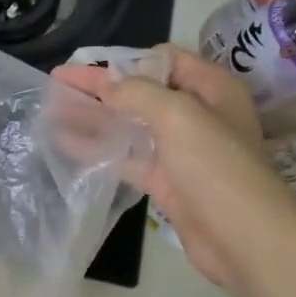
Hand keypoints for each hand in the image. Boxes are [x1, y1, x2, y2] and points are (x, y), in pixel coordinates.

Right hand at [54, 45, 281, 289]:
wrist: (241, 237)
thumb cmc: (215, 166)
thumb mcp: (178, 115)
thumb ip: (137, 93)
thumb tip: (106, 85)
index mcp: (211, 88)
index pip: (165, 60)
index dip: (127, 60)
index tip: (88, 66)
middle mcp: (198, 114)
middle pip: (142, 92)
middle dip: (101, 88)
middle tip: (57, 83)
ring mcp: (181, 151)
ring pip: (131, 126)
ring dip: (95, 118)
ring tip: (53, 111)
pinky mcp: (167, 182)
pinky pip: (128, 158)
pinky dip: (100, 150)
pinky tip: (68, 145)